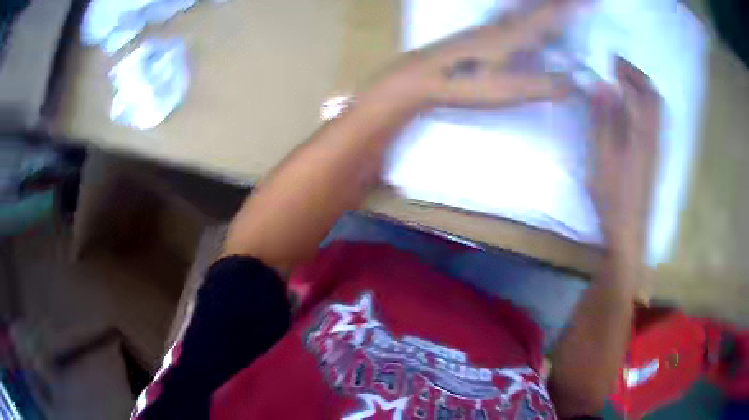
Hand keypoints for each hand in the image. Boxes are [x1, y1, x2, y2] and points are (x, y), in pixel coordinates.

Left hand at [373, 0, 582, 108]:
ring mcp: (490, 26)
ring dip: (542, 3)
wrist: (423, 75)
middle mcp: (505, 24)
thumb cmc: (467, 83)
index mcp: (517, 35)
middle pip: (538, 6)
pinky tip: (521, 13)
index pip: (553, 16)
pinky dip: (524, 8)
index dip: (574, 8)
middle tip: (579, 2)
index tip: (592, 2)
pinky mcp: (480, 31)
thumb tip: (578, 84)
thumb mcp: (512, 90)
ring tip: (557, 4)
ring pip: (523, 7)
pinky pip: (510, 14)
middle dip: (560, 2)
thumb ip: (546, 86)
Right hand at [591, 58, 660, 258]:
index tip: (609, 58)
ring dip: (643, 89)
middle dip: (637, 75)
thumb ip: (603, 119)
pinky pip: (656, 121)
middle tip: (617, 67)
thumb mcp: (602, 157)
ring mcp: (657, 147)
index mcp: (643, 133)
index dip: (626, 70)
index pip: (641, 91)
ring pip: (658, 109)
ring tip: (624, 83)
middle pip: (654, 97)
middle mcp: (655, 136)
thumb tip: (603, 84)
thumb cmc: (613, 196)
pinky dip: (646, 105)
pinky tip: (632, 109)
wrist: (629, 231)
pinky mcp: (654, 157)